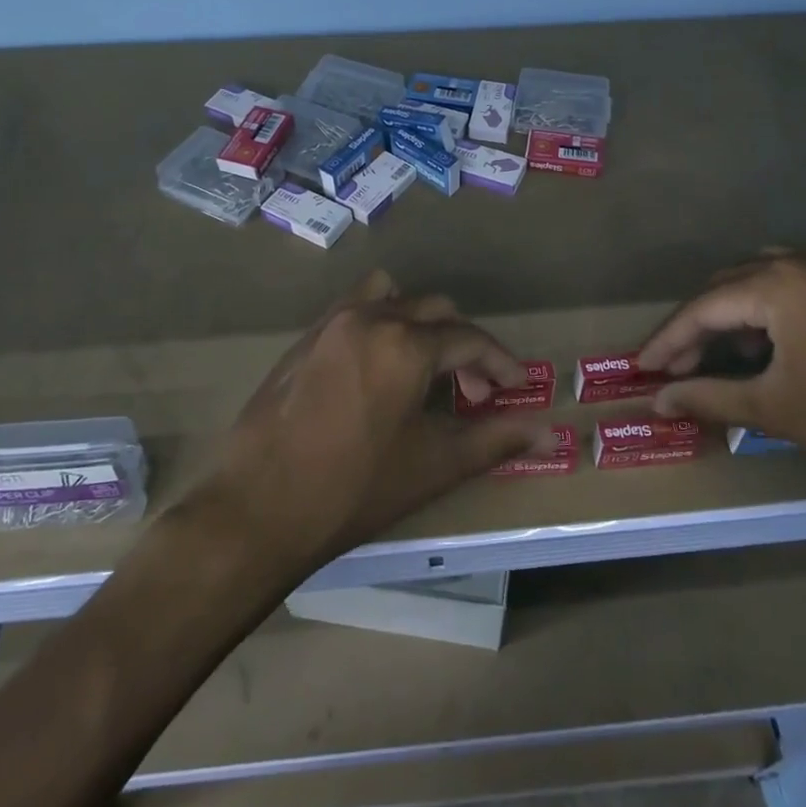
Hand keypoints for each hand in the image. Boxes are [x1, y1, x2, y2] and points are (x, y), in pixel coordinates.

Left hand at [192, 271, 549, 564]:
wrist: (257, 508)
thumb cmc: (353, 490)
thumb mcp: (433, 466)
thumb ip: (494, 440)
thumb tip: (547, 431)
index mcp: (406, 344)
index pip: (470, 339)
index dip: (500, 362)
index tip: (516, 388)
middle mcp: (371, 317)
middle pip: (435, 311)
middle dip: (464, 346)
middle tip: (474, 392)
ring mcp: (333, 322)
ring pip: (393, 298)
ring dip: (419, 323)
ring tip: (424, 367)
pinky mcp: (306, 337)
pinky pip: (355, 308)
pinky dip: (381, 322)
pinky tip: (377, 368)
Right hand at [640, 249, 805, 499]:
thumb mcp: (778, 410)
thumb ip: (710, 397)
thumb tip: (658, 399)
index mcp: (778, 283)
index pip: (703, 308)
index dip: (667, 340)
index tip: (640, 367)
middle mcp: (804, 259)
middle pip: (729, 286)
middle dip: (698, 328)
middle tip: (678, 369)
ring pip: (762, 279)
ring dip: (733, 315)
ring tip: (720, 358)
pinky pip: (798, 284)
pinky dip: (770, 310)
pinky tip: (773, 346)